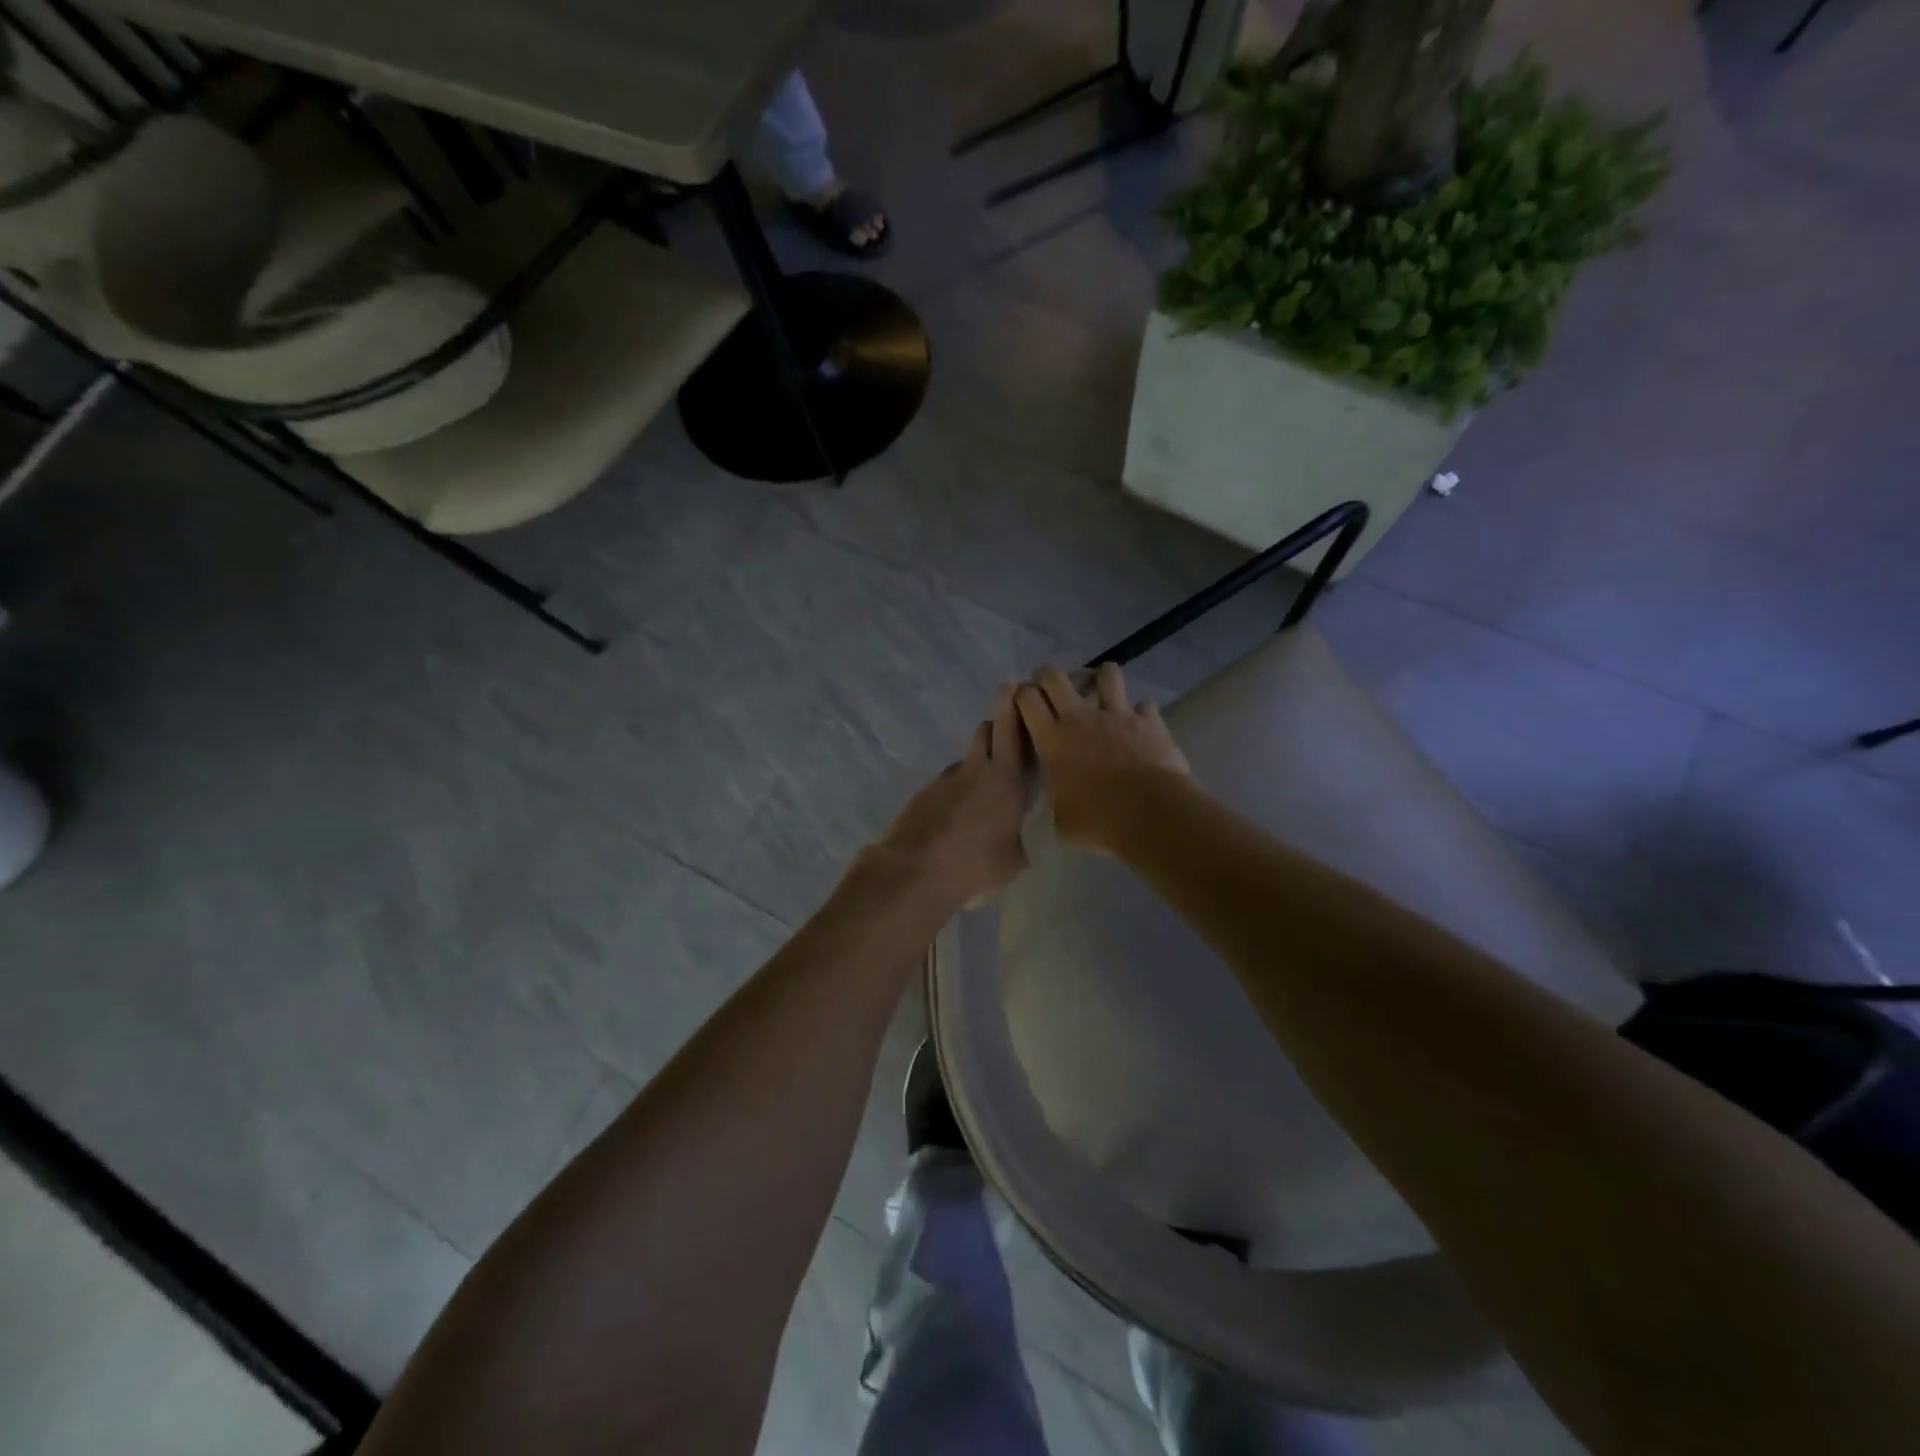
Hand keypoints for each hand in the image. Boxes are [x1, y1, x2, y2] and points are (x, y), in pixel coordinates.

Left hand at [858, 684, 1031, 909]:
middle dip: (998, 727)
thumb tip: (1015, 841)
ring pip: (965, 760)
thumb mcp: (1012, 862)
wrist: (913, 872)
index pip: (1011, 728)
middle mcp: (974, 770)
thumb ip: (1018, 841)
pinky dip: (953, 794)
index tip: (1018, 687)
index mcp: (1005, 779)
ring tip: (980, 800)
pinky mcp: (921, 795)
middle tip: (1007, 739)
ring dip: (975, 768)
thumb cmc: (975, 866)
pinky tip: (954, 821)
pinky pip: (945, 785)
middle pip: (986, 730)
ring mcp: (943, 780)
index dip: (1014, 705)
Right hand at [1014, 662, 1189, 854]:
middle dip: (1048, 676)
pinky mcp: (1148, 720)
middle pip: (1054, 676)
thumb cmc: (1096, 820)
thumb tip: (1059, 801)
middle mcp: (1079, 718)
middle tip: (1050, 687)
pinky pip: (1144, 705)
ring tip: (1103, 690)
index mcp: (1051, 740)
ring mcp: (1116, 714)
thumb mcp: (1060, 820)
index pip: (1026, 699)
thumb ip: (1056, 800)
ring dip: (1102, 679)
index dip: (1021, 694)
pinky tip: (1141, 724)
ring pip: (1106, 675)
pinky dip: (1141, 713)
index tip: (1023, 702)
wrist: (1148, 813)